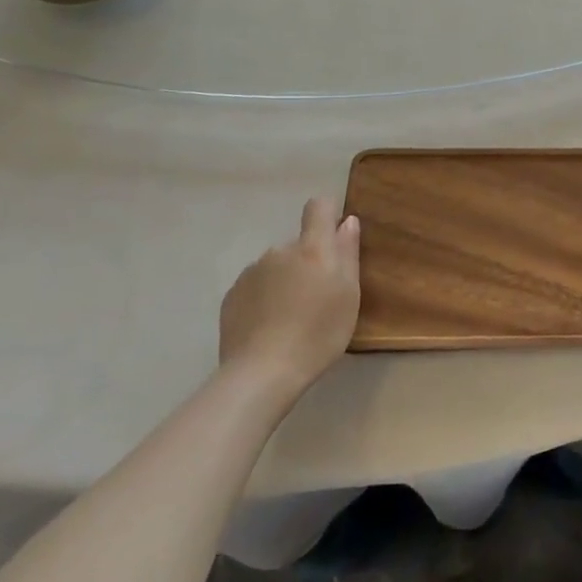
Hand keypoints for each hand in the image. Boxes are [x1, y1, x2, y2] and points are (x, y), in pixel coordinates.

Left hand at [220, 198, 361, 388]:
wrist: (261, 374)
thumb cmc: (318, 334)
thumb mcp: (349, 295)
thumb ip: (348, 254)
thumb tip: (348, 222)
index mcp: (312, 248)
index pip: (319, 207)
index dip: (328, 214)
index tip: (335, 237)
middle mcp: (279, 251)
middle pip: (299, 244)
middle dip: (309, 262)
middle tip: (317, 299)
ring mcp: (251, 272)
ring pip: (276, 266)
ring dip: (286, 280)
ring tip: (291, 318)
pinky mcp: (232, 296)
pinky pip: (256, 286)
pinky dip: (265, 298)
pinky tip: (269, 327)